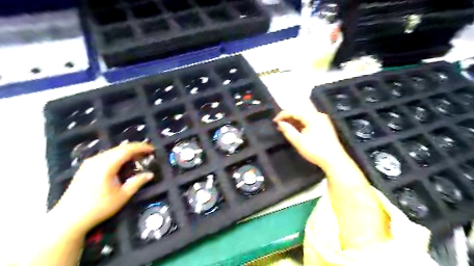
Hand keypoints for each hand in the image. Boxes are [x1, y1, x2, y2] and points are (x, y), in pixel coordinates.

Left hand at [52, 144, 154, 232]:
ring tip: (137, 158)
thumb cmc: (98, 207)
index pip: (127, 149)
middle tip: (147, 153)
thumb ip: (137, 182)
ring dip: (126, 153)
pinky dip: (117, 157)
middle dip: (135, 149)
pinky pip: (105, 156)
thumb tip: (150, 174)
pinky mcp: (85, 168)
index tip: (153, 149)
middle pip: (120, 148)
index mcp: (106, 165)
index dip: (141, 147)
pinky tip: (122, 163)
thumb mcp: (122, 196)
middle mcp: (97, 160)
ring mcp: (89, 163)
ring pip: (112, 152)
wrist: (68, 219)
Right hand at [275, 109, 346, 167]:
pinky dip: (300, 125)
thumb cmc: (316, 151)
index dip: (283, 115)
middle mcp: (318, 115)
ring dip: (294, 121)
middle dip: (288, 118)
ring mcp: (322, 121)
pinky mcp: (324, 126)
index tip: (274, 121)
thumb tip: (280, 123)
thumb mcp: (299, 142)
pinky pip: (309, 122)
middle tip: (278, 125)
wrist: (335, 161)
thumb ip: (288, 131)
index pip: (295, 111)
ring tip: (284, 128)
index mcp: (313, 117)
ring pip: (304, 117)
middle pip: (300, 112)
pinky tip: (295, 130)